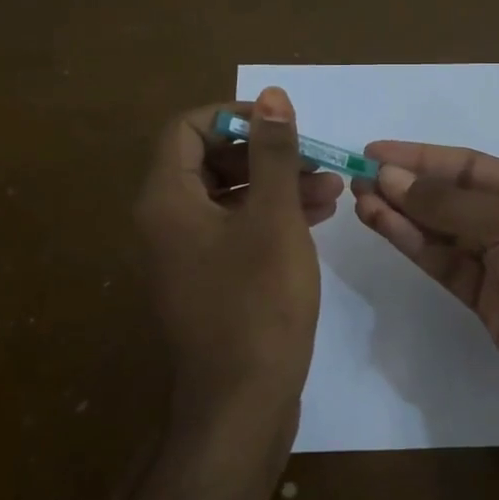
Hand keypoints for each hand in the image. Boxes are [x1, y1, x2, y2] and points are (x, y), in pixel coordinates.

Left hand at [136, 89, 342, 451]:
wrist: (241, 403)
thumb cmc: (258, 304)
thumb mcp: (273, 220)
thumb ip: (273, 155)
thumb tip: (272, 96)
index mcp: (166, 200)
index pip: (188, 128)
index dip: (236, 117)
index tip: (283, 125)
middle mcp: (166, 222)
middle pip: (208, 160)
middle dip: (265, 153)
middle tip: (315, 159)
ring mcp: (186, 255)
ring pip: (228, 197)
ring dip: (276, 185)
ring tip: (332, 187)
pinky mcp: (209, 281)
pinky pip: (235, 230)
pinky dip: (270, 217)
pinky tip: (317, 217)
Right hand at [352, 143, 498, 433]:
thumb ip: (448, 204)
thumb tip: (391, 176)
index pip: (466, 165)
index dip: (421, 157)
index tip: (374, 151)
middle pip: (449, 198)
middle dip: (405, 185)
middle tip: (356, 177)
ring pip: (440, 233)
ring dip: (401, 214)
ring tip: (359, 197)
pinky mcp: (486, 302)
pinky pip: (443, 265)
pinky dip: (412, 245)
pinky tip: (382, 224)